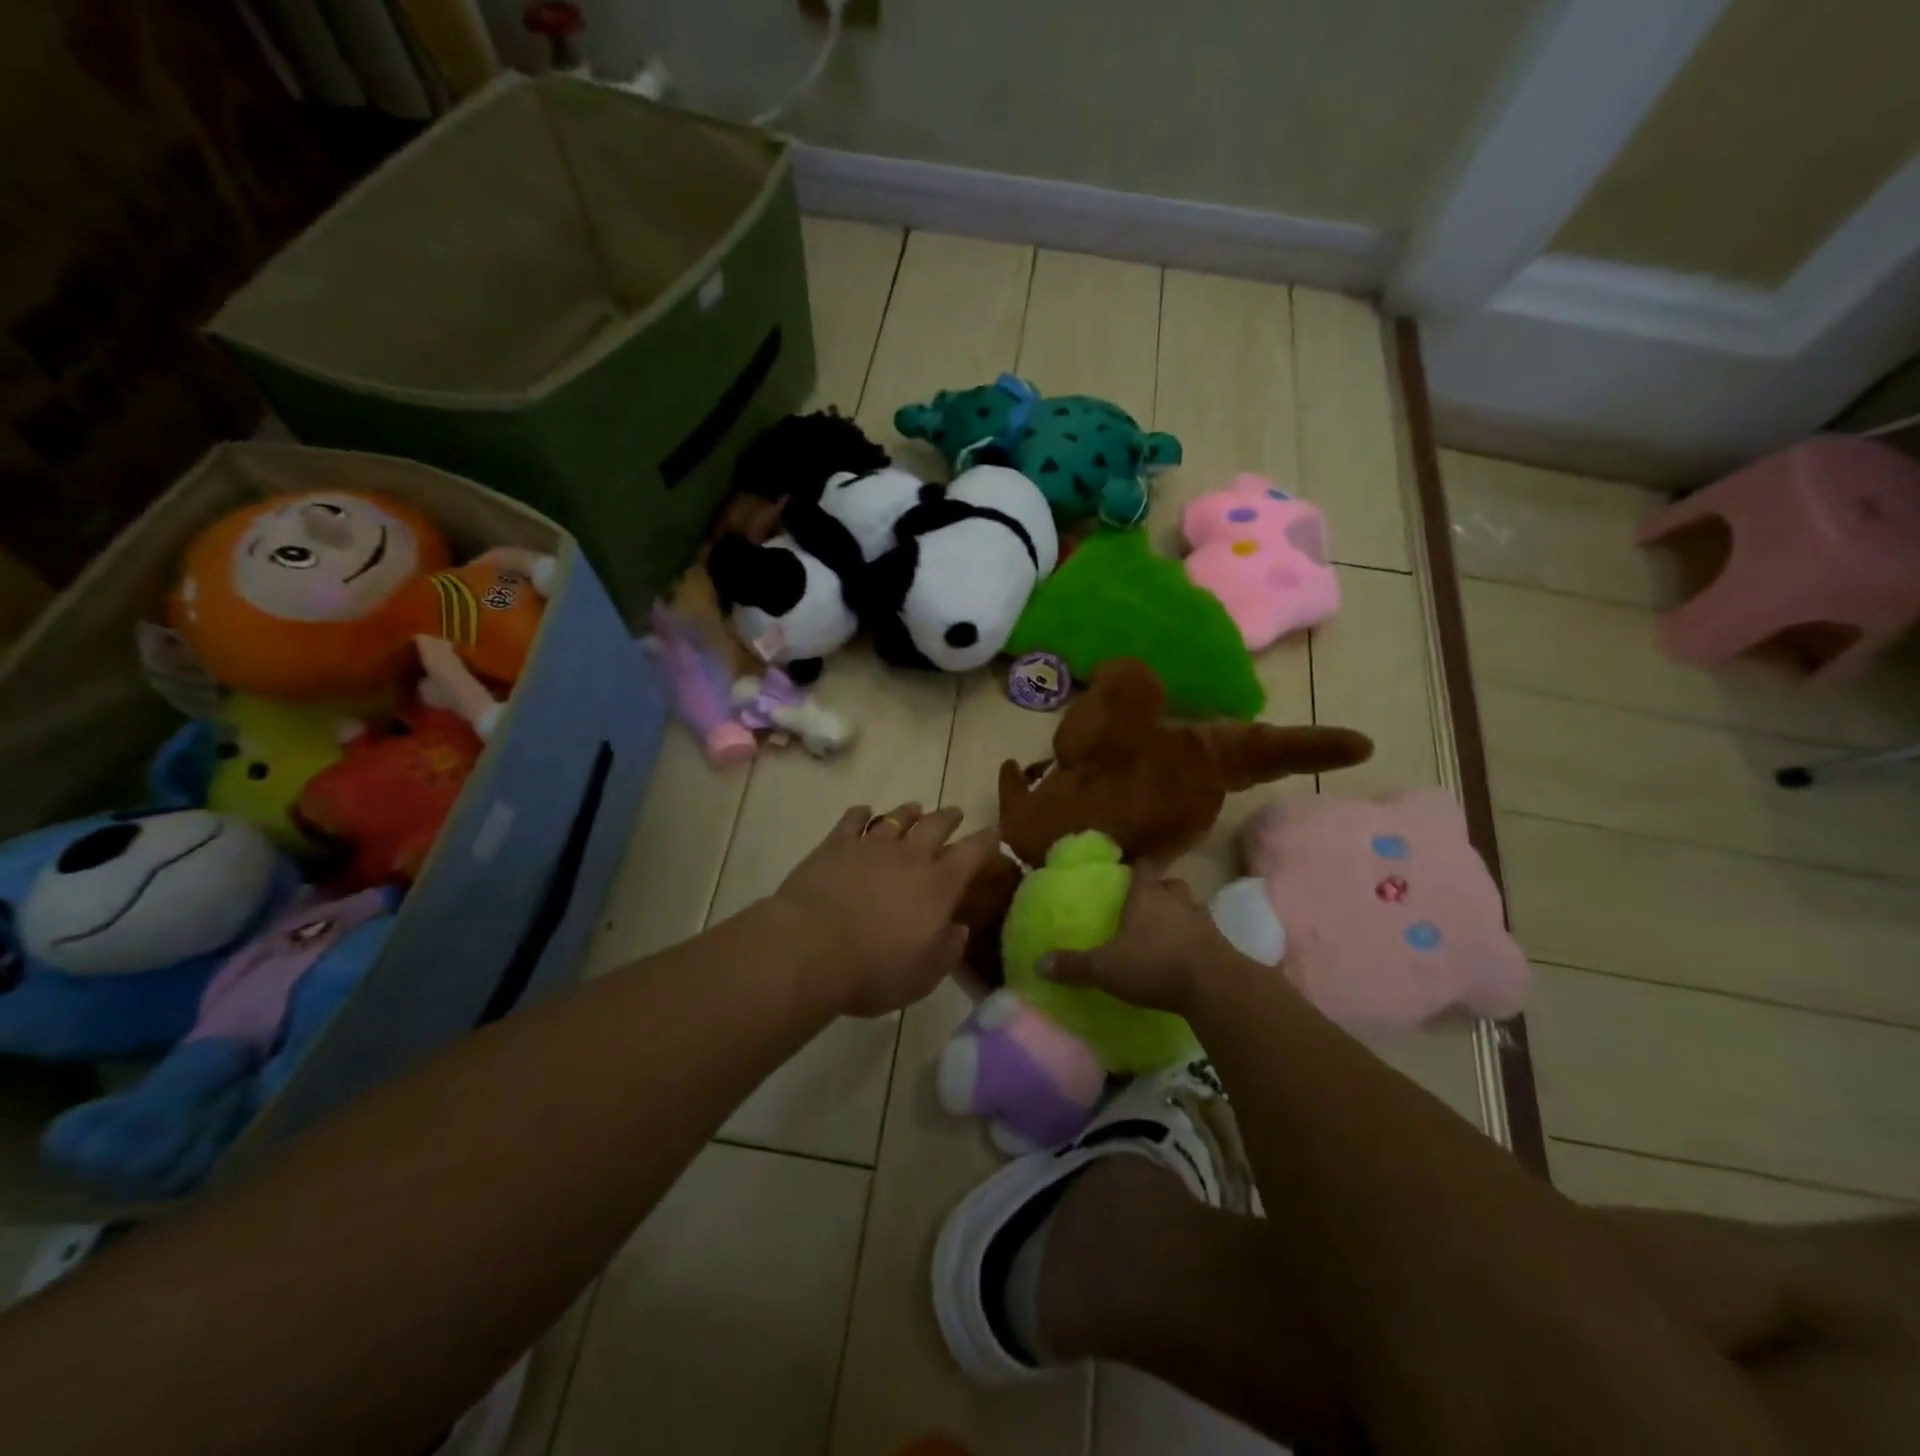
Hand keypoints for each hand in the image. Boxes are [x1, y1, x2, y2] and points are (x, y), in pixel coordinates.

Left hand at [772, 804, 999, 1017]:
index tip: (994, 832)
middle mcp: (910, 857)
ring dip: (909, 812)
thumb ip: (947, 950)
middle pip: (936, 825)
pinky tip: (863, 812)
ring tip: (915, 808)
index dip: (986, 841)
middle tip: (956, 813)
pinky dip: (861, 813)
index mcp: (938, 886)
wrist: (811, 948)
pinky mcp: (836, 845)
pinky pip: (853, 819)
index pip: (972, 853)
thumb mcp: (923, 976)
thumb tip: (958, 928)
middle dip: (949, 817)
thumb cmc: (874, 970)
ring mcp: (871, 846)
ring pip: (896, 818)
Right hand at [1041, 867, 1243, 1016]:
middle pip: (1170, 885)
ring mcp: (1203, 920)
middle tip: (1147, 906)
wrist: (1214, 986)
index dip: (1136, 868)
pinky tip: (1186, 957)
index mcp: (1146, 896)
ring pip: (1190, 908)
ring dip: (1180, 916)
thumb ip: (1074, 966)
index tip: (1128, 872)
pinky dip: (1196, 940)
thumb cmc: (1154, 965)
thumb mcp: (1105, 969)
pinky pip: (1206, 934)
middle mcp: (1176, 900)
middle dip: (1160, 892)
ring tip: (1167, 933)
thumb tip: (1037, 963)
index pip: (1142, 868)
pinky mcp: (1222, 944)